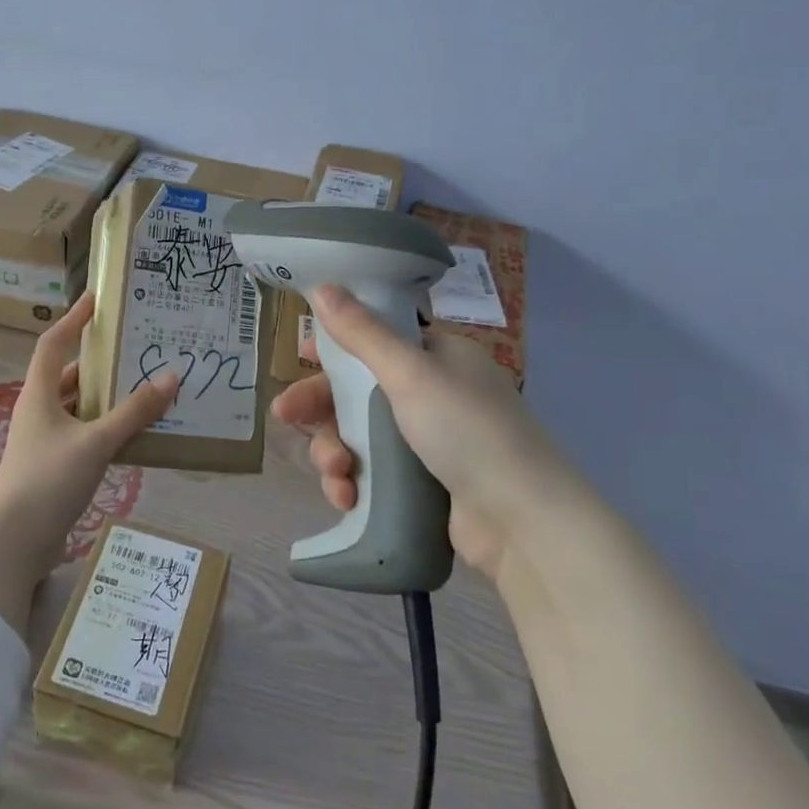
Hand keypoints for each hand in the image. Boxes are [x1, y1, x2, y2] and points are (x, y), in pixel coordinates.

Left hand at [0, 292, 178, 577]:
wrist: (14, 542)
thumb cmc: (49, 480)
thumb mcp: (96, 442)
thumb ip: (134, 411)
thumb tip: (171, 376)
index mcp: (39, 394)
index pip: (54, 342)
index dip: (74, 318)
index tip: (97, 299)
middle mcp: (39, 410)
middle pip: (71, 375)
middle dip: (102, 362)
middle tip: (138, 349)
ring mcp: (45, 440)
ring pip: (80, 407)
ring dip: (108, 398)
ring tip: (146, 388)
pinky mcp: (54, 466)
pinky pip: (84, 434)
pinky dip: (107, 428)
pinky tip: (135, 433)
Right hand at [271, 285, 584, 577]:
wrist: (522, 521)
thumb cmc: (467, 430)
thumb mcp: (411, 373)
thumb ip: (362, 333)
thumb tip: (324, 287)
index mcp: (438, 357)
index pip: (377, 339)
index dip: (337, 347)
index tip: (303, 356)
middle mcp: (432, 393)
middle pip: (357, 390)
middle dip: (321, 407)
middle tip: (285, 415)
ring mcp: (427, 441)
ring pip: (357, 434)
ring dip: (334, 451)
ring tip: (335, 474)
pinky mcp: (420, 484)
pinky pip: (371, 472)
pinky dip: (353, 482)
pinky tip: (346, 497)